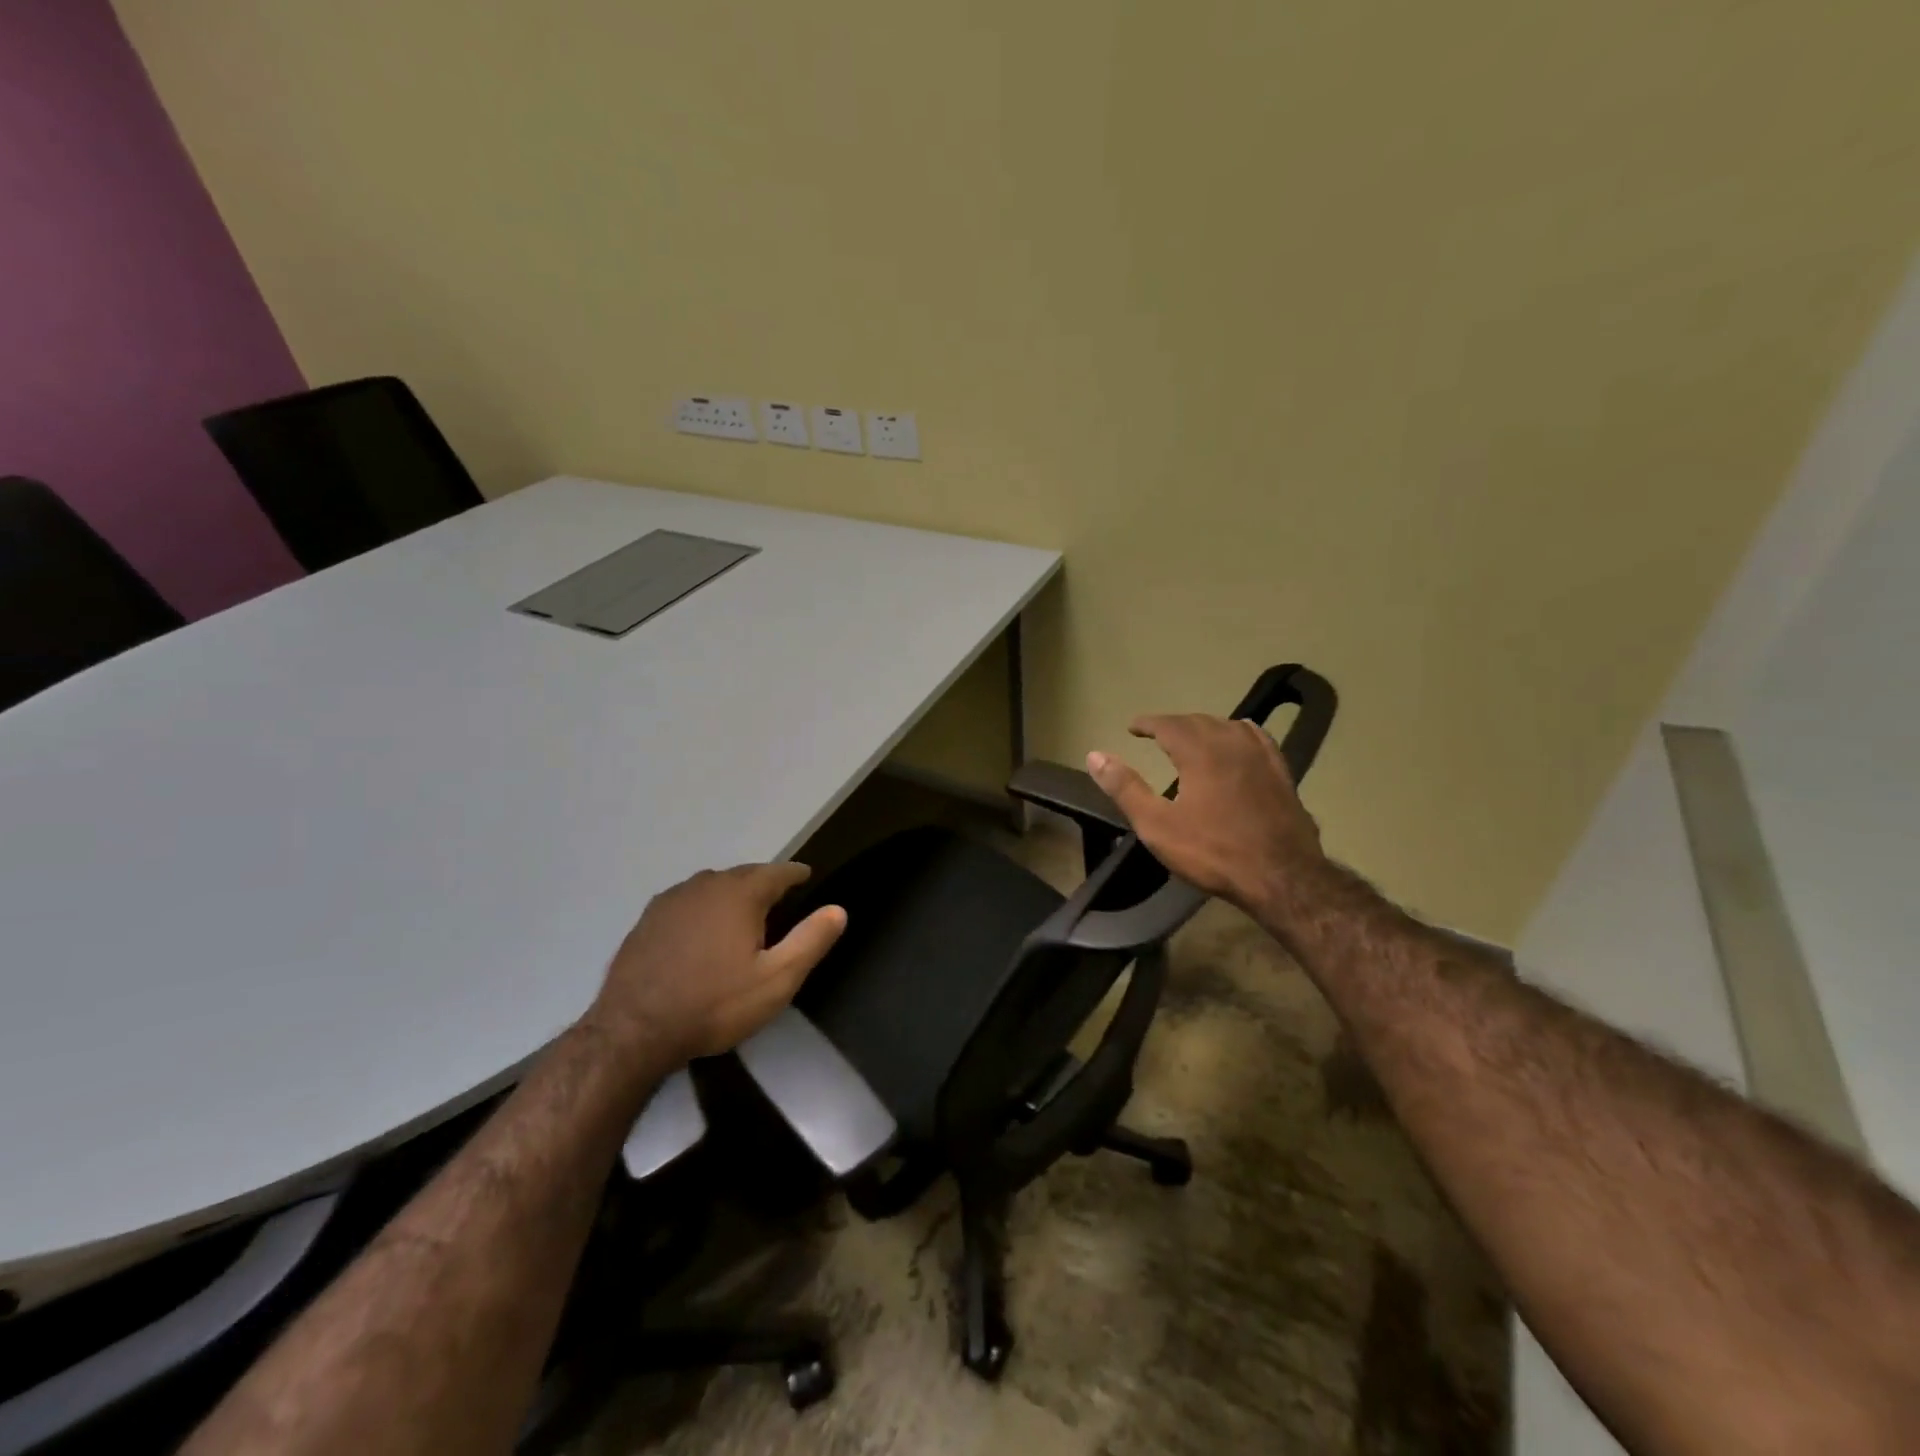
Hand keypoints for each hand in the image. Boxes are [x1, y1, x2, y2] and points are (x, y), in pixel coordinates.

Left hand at [588, 864, 846, 1064]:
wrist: (633, 1031)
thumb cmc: (714, 1004)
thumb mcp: (776, 980)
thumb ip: (810, 941)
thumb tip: (838, 910)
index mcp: (739, 894)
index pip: (777, 872)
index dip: (795, 874)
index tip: (806, 876)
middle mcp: (705, 886)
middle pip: (743, 874)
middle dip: (763, 882)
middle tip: (778, 897)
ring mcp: (671, 900)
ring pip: (711, 886)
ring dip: (730, 892)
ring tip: (741, 911)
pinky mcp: (647, 920)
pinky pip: (686, 901)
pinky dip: (701, 907)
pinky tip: (700, 928)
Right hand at [1085, 714, 1325, 915]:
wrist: (1282, 876)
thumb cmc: (1213, 852)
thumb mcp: (1157, 825)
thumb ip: (1125, 787)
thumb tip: (1095, 755)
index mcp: (1199, 751)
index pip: (1168, 724)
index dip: (1148, 723)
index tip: (1133, 726)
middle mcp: (1231, 743)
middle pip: (1198, 721)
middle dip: (1174, 724)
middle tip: (1157, 734)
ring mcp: (1261, 756)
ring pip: (1228, 726)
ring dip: (1205, 727)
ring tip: (1192, 738)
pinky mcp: (1282, 772)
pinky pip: (1257, 738)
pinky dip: (1238, 733)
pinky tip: (1238, 741)